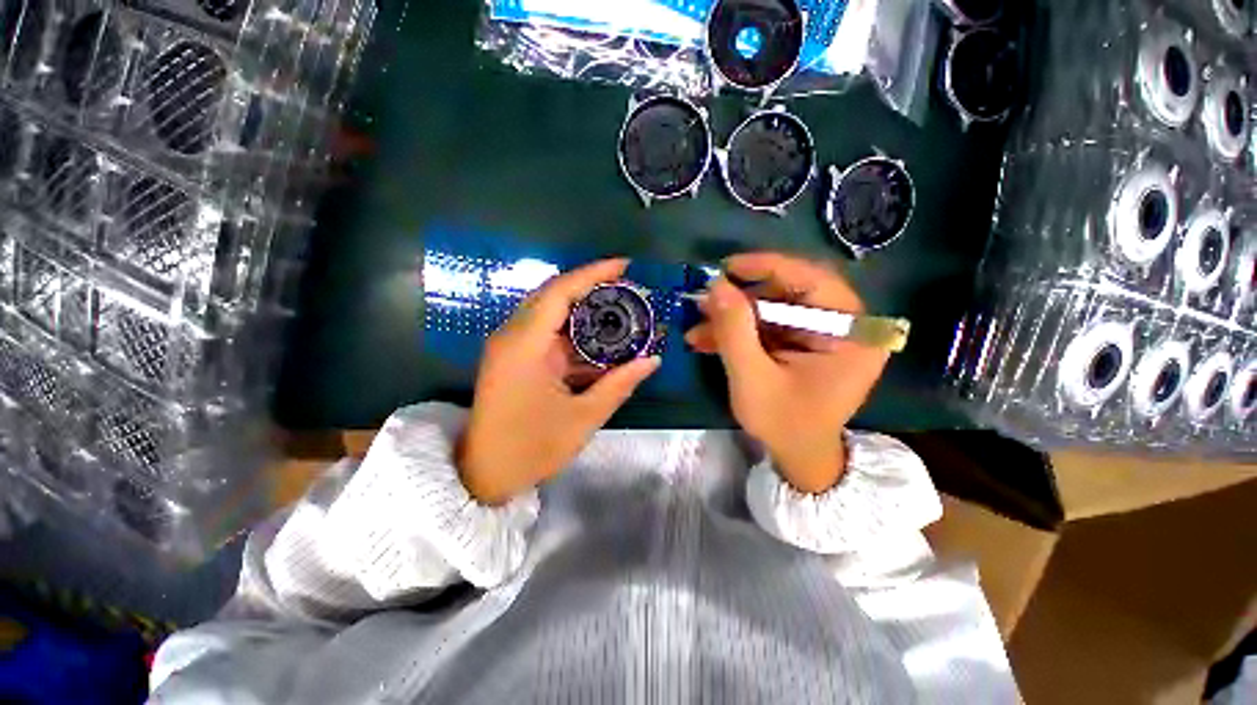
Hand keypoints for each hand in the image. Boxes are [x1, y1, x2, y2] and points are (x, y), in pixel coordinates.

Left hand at [457, 259, 659, 504]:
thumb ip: (619, 384)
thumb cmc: (531, 448)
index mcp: (524, 345)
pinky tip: (597, 337)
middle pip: (553, 295)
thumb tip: (652, 360)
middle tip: (627, 287)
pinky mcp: (512, 357)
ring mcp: (509, 346)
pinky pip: (545, 331)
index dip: (593, 274)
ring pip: (549, 311)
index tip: (625, 266)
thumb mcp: (583, 418)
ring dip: (582, 308)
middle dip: (591, 286)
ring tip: (618, 308)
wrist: (483, 475)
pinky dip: (572, 330)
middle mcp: (512, 336)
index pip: (560, 292)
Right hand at [685, 252, 889, 493]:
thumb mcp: (753, 378)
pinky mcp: (805, 343)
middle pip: (790, 294)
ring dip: (733, 318)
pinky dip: (739, 332)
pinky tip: (708, 339)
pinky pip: (770, 327)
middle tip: (705, 301)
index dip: (768, 267)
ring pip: (773, 310)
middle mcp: (845, 326)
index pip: (813, 280)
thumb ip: (734, 330)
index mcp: (851, 334)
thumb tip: (715, 285)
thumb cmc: (784, 424)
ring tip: (698, 327)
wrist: (799, 457)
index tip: (728, 267)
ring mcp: (824, 335)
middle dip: (741, 299)